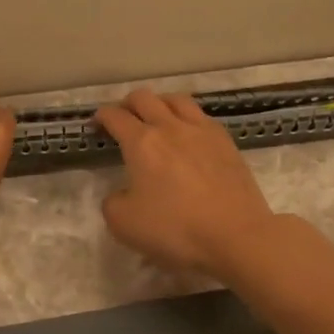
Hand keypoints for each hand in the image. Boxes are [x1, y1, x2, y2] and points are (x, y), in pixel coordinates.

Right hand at [94, 89, 280, 278]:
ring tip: (157, 118)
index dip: (102, 117)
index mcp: (142, 142)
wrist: (236, 235)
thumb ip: (113, 202)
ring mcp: (202, 131)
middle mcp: (170, 127)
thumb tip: (121, 192)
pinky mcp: (227, 142)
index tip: (97, 125)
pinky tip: (189, 135)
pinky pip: (201, 116)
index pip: (115, 116)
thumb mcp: (124, 224)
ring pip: (176, 99)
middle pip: (145, 98)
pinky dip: (187, 118)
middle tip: (124, 119)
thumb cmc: (175, 230)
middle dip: (128, 104)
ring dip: (160, 103)